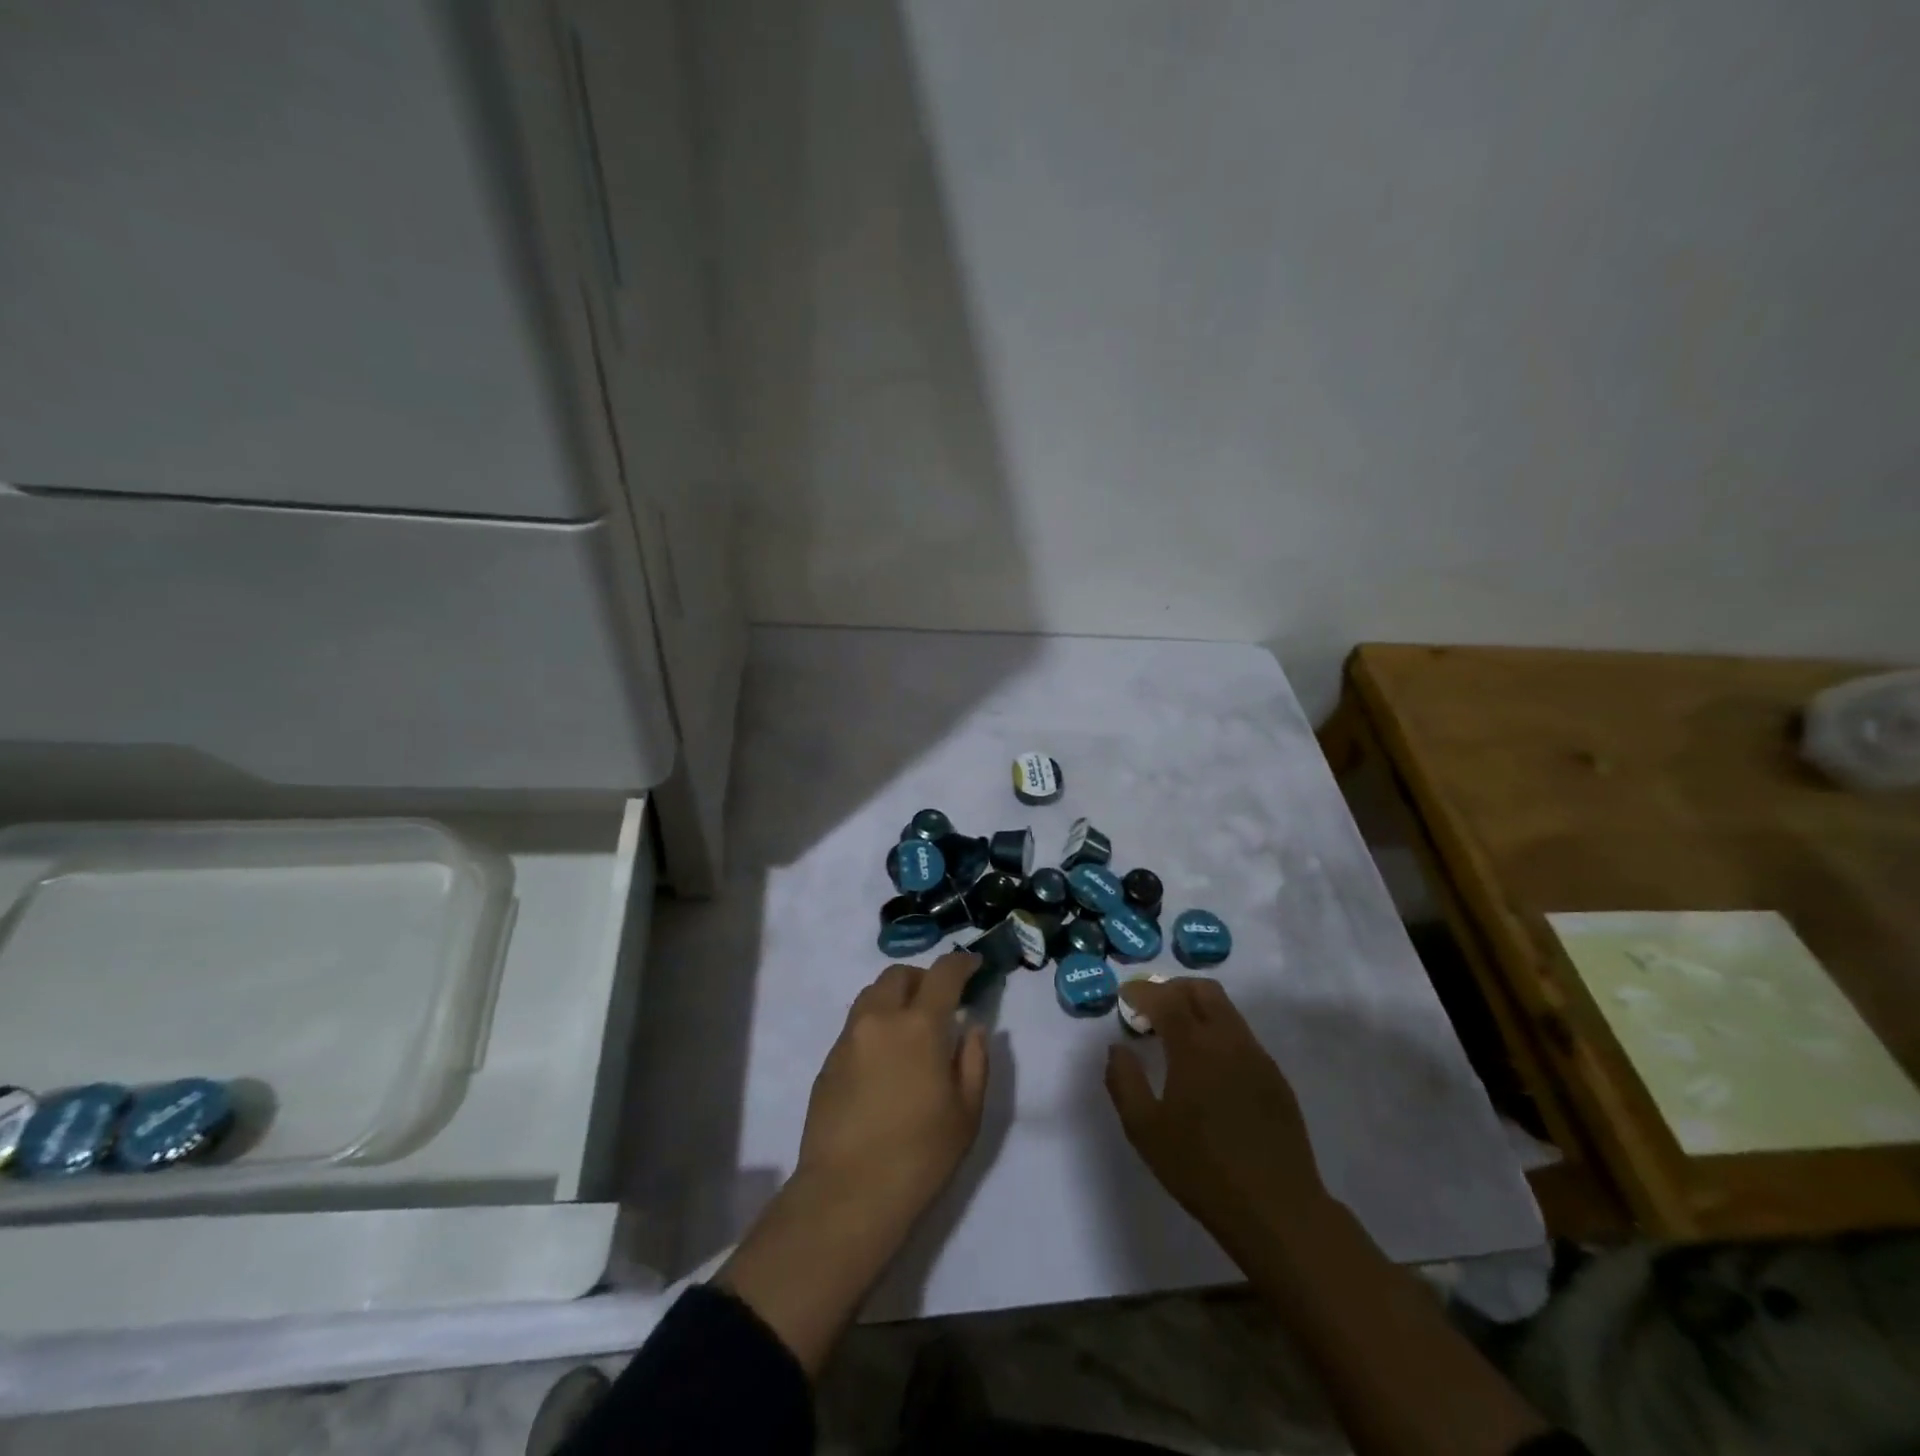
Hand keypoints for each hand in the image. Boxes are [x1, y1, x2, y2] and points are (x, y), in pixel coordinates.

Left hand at [794, 950, 990, 1227]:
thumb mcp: (967, 1112)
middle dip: (922, 978)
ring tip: (910, 1027)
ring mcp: (849, 1038)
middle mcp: (880, 1019)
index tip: (973, 965)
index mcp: (920, 1025)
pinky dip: (876, 1024)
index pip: (942, 974)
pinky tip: (885, 1059)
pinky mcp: (828, 1061)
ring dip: (895, 997)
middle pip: (898, 975)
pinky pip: (856, 1024)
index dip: (961, 963)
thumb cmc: (920, 1155)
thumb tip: (972, 1027)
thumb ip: (975, 1060)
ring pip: (872, 994)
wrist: (847, 1193)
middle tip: (939, 1002)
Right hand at [1105, 977, 1329, 1251]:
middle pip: (1203, 990)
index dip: (1143, 990)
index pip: (1166, 998)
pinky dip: (1218, 1032)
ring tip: (1177, 1035)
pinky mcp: (1275, 1077)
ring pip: (1226, 1010)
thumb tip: (1117, 1049)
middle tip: (1152, 1007)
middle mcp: (1229, 1041)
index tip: (1126, 996)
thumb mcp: (1146, 1131)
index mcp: (1195, 1048)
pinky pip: (1242, 1036)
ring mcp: (1257, 1057)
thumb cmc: (1202, 1169)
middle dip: (1173, 988)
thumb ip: (1124, 1082)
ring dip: (1197, 1007)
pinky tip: (1207, 1066)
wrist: (1277, 1209)